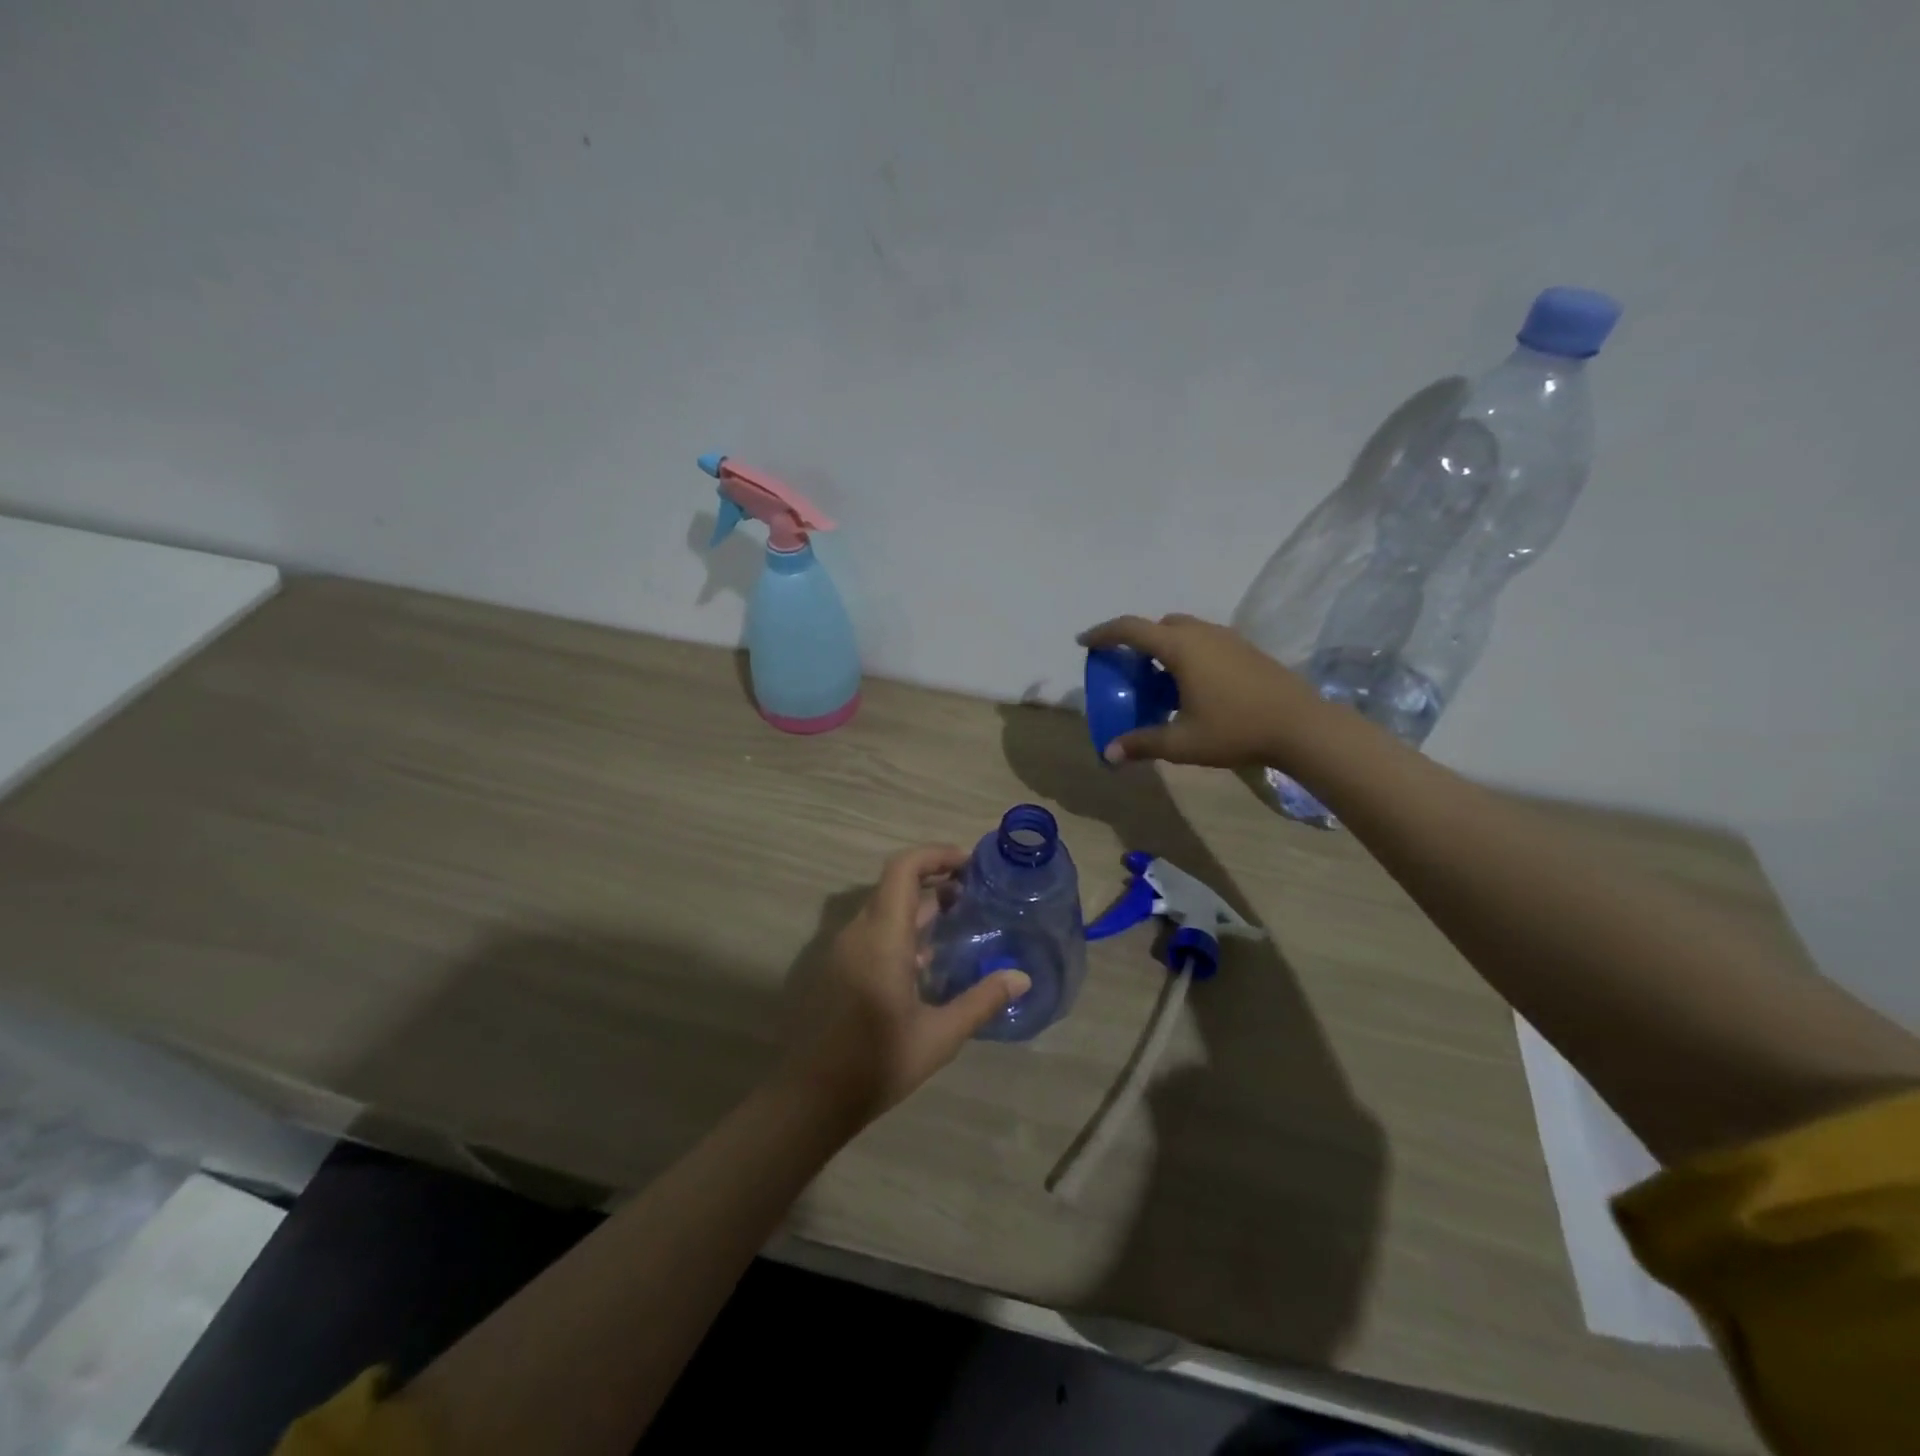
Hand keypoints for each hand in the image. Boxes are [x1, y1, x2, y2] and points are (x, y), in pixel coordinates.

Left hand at [779, 844, 1030, 1126]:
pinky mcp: (839, 970)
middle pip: (895, 885)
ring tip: (958, 922)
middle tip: (974, 894)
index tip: (971, 865)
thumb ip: (981, 1001)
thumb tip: (1021, 977)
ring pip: (884, 909)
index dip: (936, 855)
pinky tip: (928, 961)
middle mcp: (859, 932)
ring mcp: (845, 951)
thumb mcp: (939, 1035)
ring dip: (919, 907)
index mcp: (882, 936)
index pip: (904, 869)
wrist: (812, 1098)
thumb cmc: (877, 1061)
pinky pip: (874, 933)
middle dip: (935, 880)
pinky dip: (903, 930)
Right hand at [1078, 613, 1333, 768]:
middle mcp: (1202, 634)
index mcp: (1181, 647)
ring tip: (1158, 680)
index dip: (1103, 633)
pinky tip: (1192, 687)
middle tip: (1126, 669)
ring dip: (1164, 648)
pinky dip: (1187, 654)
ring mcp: (1228, 639)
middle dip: (1137, 641)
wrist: (1302, 726)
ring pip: (1185, 631)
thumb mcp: (1182, 742)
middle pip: (1159, 626)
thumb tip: (1108, 755)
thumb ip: (1142, 743)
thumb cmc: (1236, 729)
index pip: (1131, 629)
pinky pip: (1204, 641)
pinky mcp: (1246, 650)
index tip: (1084, 642)